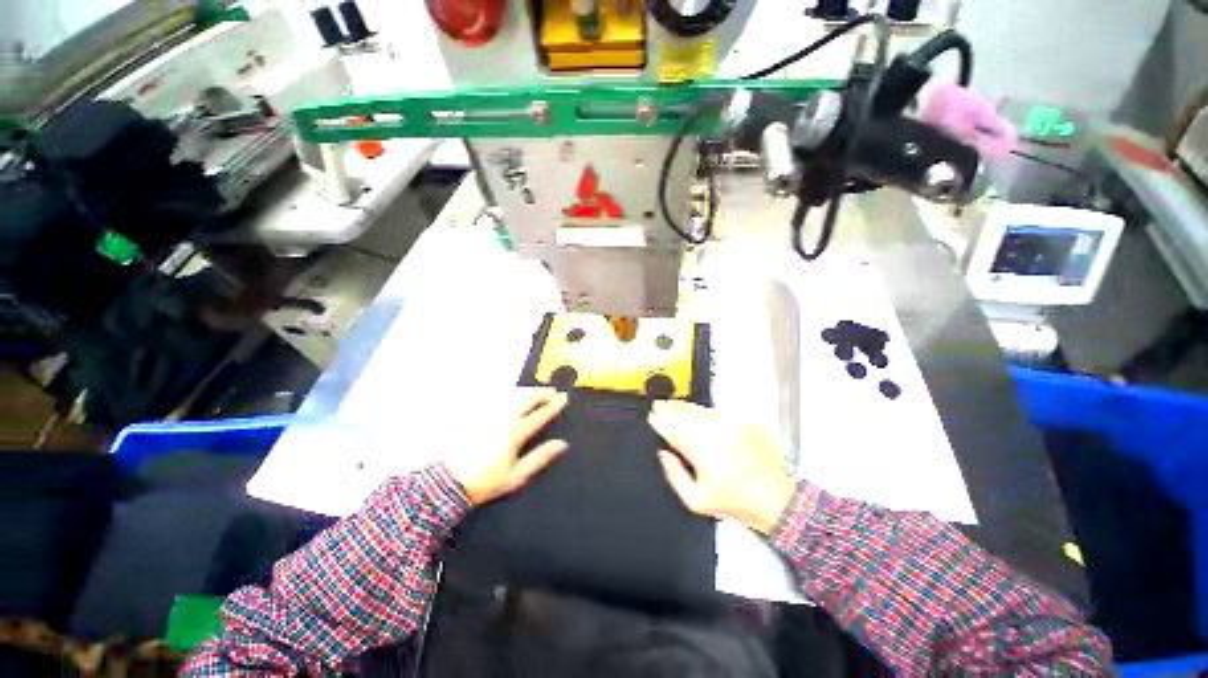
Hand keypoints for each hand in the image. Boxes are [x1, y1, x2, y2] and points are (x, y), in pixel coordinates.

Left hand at [446, 388, 568, 505]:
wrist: (448, 482)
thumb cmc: (485, 481)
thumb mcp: (517, 476)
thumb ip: (540, 457)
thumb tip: (561, 444)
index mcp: (515, 433)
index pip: (540, 414)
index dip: (554, 405)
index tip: (563, 398)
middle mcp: (503, 418)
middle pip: (527, 398)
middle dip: (542, 392)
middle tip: (552, 392)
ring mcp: (488, 412)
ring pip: (512, 393)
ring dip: (527, 390)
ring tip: (536, 391)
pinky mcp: (475, 412)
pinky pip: (496, 396)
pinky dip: (509, 393)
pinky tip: (513, 394)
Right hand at [649, 400, 796, 534]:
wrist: (776, 500)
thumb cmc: (737, 502)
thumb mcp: (696, 500)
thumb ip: (673, 474)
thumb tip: (663, 454)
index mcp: (699, 447)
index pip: (671, 426)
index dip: (658, 419)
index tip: (652, 416)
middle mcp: (714, 430)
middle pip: (684, 412)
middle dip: (669, 408)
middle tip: (659, 405)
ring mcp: (731, 423)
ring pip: (701, 409)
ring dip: (686, 408)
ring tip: (676, 407)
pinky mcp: (745, 422)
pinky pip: (719, 413)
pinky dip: (707, 414)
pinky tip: (702, 419)